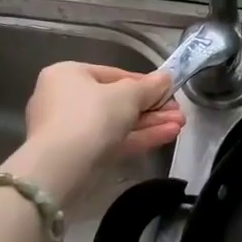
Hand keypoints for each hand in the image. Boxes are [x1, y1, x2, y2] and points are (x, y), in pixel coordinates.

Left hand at [11, 63, 182, 197]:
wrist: (62, 167)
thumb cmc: (92, 115)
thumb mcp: (128, 94)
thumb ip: (150, 86)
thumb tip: (166, 79)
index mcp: (68, 74)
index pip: (114, 75)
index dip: (145, 83)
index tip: (168, 91)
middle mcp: (64, 98)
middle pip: (117, 101)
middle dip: (152, 107)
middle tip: (178, 111)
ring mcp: (70, 129)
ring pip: (118, 123)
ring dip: (150, 123)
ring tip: (180, 124)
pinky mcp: (78, 155)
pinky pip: (112, 141)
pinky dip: (138, 137)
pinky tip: (168, 135)